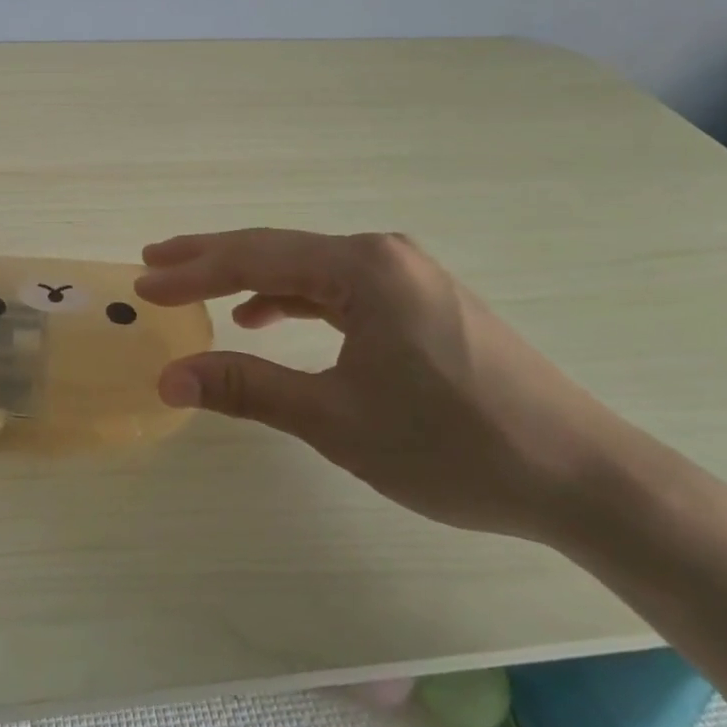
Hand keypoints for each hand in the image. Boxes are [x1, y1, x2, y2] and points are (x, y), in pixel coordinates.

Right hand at [136, 229, 629, 542]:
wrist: (583, 476)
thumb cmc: (453, 446)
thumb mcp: (337, 420)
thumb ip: (249, 388)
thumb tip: (169, 377)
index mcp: (361, 267)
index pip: (254, 258)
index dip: (192, 272)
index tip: (143, 284)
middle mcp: (381, 253)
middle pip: (277, 250)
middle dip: (211, 259)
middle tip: (154, 261)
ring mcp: (405, 273)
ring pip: (306, 267)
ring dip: (250, 278)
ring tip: (198, 287)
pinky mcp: (420, 298)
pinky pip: (337, 287)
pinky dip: (294, 298)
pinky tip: (268, 316)